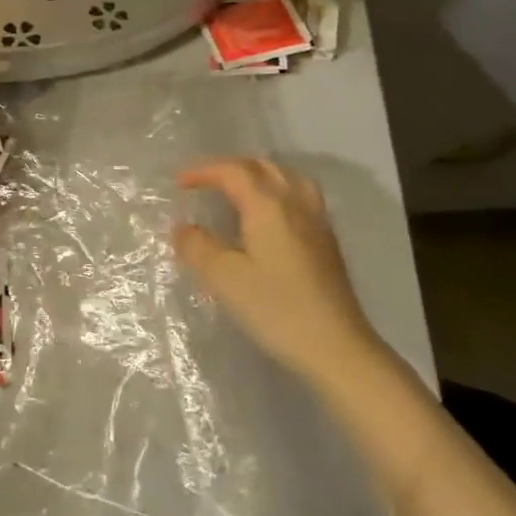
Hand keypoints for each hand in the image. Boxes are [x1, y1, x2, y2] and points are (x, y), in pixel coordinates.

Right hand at [174, 158, 384, 386]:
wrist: (337, 349)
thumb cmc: (276, 309)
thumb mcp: (224, 278)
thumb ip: (197, 246)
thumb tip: (183, 228)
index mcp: (268, 205)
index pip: (233, 171)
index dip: (203, 171)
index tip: (179, 184)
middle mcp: (295, 203)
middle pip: (262, 167)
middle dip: (230, 168)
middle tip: (205, 183)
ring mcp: (316, 222)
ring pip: (287, 178)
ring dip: (258, 175)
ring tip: (239, 191)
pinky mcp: (327, 243)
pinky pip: (300, 196)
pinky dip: (277, 191)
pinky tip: (269, 217)